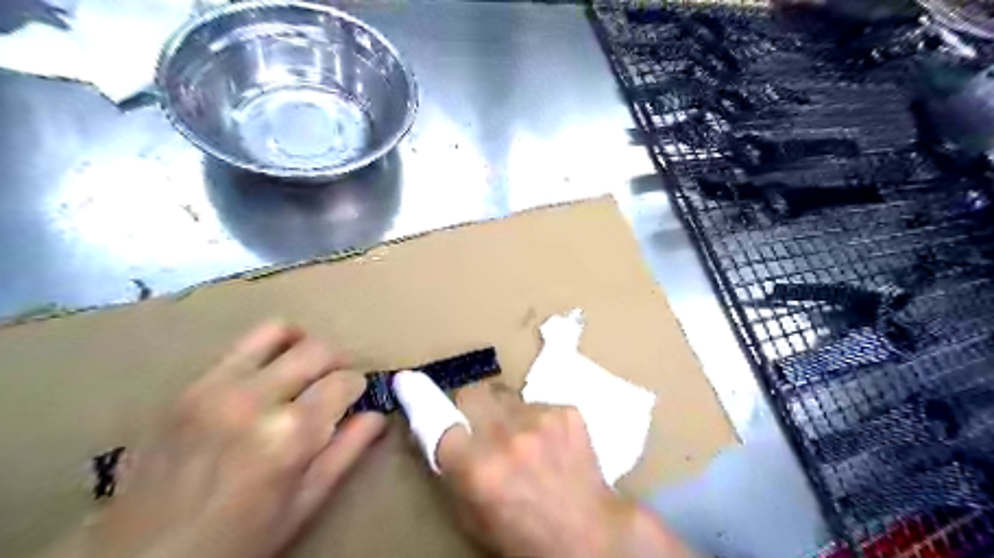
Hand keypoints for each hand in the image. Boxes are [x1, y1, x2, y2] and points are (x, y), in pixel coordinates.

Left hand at [55, 324, 382, 556]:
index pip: (345, 381)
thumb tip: (376, 415)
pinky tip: (267, 375)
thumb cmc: (237, 539)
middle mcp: (255, 400)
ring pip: (278, 331)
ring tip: (305, 366)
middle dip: (338, 361)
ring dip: (302, 344)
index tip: (355, 398)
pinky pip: (240, 346)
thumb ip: (347, 452)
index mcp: (290, 435)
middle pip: (318, 349)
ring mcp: (217, 387)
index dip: (358, 386)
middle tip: (337, 380)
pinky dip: (266, 350)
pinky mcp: (189, 386)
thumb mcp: (304, 504)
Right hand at [432, 385, 692, 557]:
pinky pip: (537, 403)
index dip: (422, 401)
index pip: (438, 421)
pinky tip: (550, 444)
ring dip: (506, 414)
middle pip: (472, 392)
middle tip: (481, 424)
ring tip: (522, 440)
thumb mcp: (473, 516)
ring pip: (507, 397)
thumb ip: (452, 472)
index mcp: (477, 469)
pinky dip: (536, 419)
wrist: (590, 536)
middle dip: (470, 405)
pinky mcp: (566, 411)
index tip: (407, 380)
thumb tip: (440, 434)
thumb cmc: (524, 535)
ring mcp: (540, 420)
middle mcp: (506, 437)